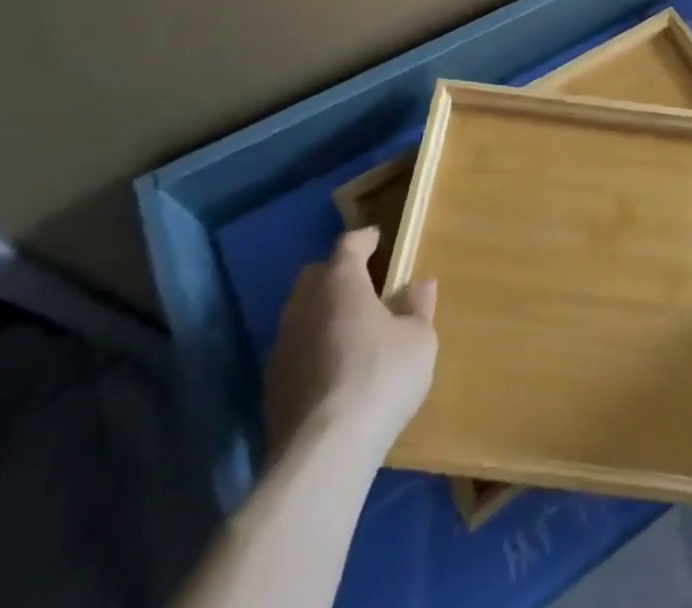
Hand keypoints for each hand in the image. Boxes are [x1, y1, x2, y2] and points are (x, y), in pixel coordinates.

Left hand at [264, 227, 436, 457]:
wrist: (323, 453)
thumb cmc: (380, 378)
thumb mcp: (419, 339)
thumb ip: (419, 307)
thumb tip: (421, 283)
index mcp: (340, 282)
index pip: (349, 244)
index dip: (365, 240)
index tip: (378, 240)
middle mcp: (304, 304)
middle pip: (316, 274)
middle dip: (336, 273)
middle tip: (361, 283)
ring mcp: (281, 345)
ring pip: (299, 312)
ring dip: (320, 313)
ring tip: (346, 329)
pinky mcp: (270, 385)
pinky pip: (293, 350)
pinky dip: (310, 349)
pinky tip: (329, 369)